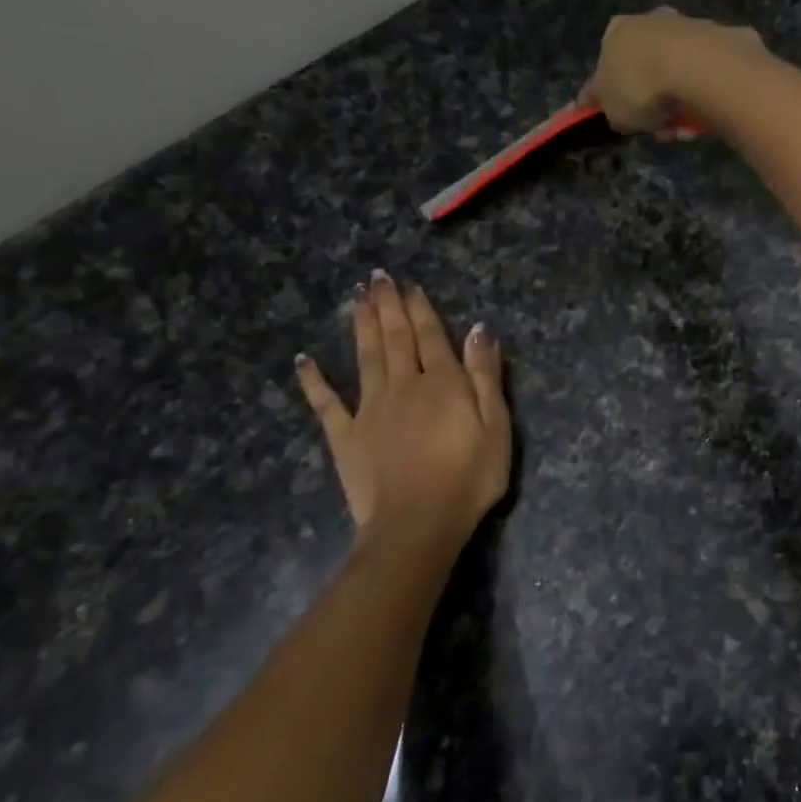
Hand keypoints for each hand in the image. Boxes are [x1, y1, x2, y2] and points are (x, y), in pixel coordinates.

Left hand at [295, 273, 511, 547]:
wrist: (417, 523)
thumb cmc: (468, 478)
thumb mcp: (497, 427)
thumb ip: (486, 377)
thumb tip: (478, 330)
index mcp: (442, 383)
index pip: (430, 336)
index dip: (420, 308)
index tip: (409, 285)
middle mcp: (402, 386)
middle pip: (394, 338)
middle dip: (387, 305)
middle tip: (376, 277)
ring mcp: (369, 409)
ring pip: (364, 357)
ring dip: (359, 326)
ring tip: (354, 298)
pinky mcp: (345, 436)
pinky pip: (326, 403)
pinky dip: (314, 380)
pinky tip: (303, 360)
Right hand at [578, 7, 765, 137]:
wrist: (697, 69)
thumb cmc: (641, 87)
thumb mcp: (611, 109)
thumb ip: (605, 106)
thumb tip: (601, 105)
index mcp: (617, 30)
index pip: (608, 65)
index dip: (614, 96)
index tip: (625, 120)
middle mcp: (652, 20)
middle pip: (648, 70)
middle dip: (654, 103)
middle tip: (660, 129)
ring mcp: (689, 26)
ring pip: (679, 76)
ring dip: (680, 107)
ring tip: (684, 130)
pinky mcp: (722, 39)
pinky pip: (706, 78)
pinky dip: (703, 98)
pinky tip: (704, 118)